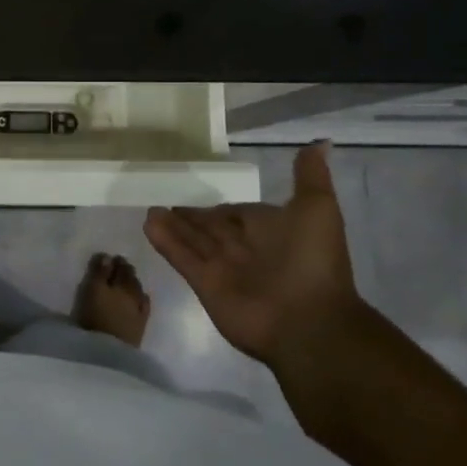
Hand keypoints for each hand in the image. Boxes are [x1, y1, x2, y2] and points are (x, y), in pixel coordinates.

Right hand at [142, 142, 359, 365]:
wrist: (309, 322)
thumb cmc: (313, 261)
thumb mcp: (318, 209)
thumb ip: (310, 177)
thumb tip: (319, 143)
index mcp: (271, 231)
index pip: (237, 213)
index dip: (218, 206)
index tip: (196, 191)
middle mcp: (245, 249)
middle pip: (211, 228)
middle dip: (191, 217)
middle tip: (164, 199)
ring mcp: (224, 269)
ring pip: (193, 241)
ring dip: (173, 226)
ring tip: (150, 208)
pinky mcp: (205, 285)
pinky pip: (182, 258)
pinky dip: (165, 242)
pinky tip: (147, 224)